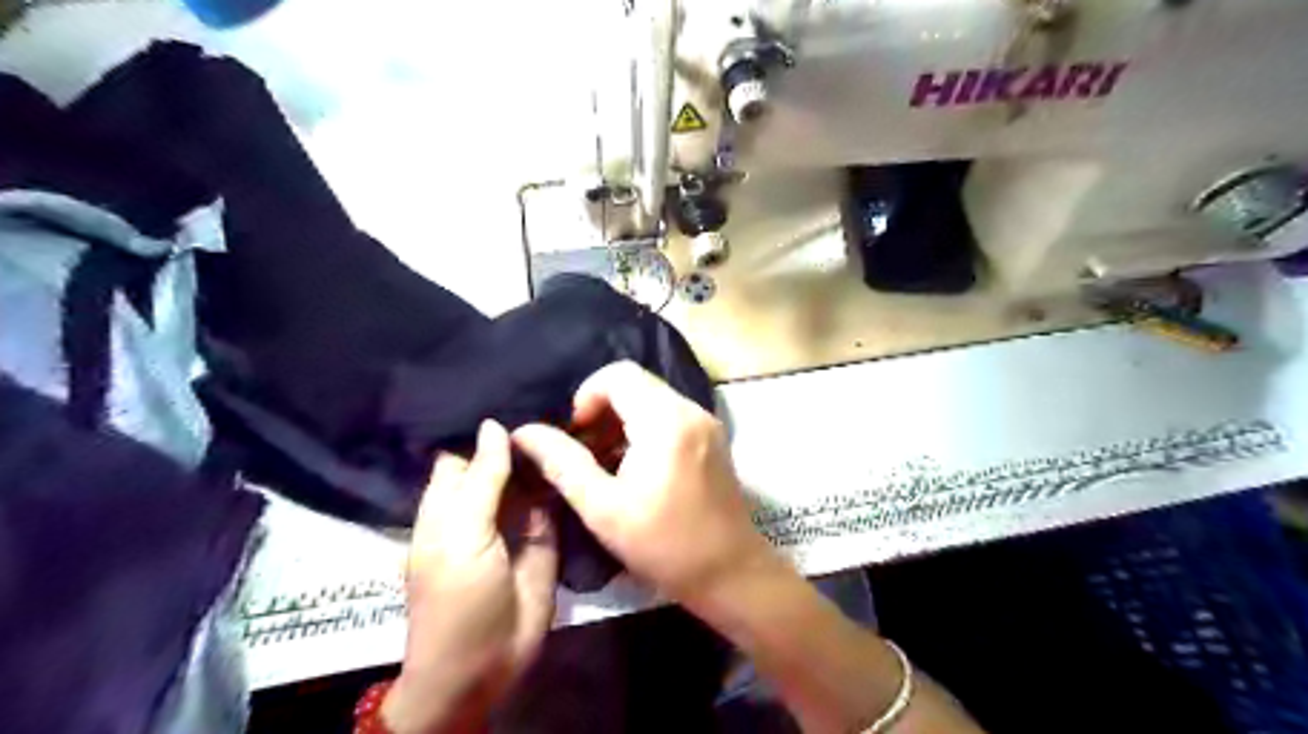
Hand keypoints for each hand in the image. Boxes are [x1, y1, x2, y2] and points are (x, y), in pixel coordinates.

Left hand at [384, 423, 555, 732]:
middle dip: (521, 433)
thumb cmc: (457, 597)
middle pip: (501, 460)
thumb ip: (482, 480)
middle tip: (555, 392)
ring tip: (575, 409)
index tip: (513, 388)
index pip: (463, 452)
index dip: (482, 426)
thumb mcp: (461, 534)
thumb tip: (493, 426)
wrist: (489, 660)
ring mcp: (516, 518)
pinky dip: (564, 475)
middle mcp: (482, 504)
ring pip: (530, 476)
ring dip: (546, 451)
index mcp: (448, 502)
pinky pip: (554, 498)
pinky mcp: (546, 532)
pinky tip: (583, 445)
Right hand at [512, 360, 773, 607]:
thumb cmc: (663, 545)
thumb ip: (562, 463)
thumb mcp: (602, 508)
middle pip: (636, 384)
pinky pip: (670, 415)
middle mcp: (691, 410)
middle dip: (602, 409)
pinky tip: (632, 467)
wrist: (730, 573)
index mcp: (666, 421)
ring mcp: (706, 423)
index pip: (618, 375)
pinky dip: (644, 429)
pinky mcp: (712, 438)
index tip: (575, 435)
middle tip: (584, 450)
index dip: (587, 396)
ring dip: (622, 420)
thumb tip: (523, 433)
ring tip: (604, 462)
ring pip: (653, 398)